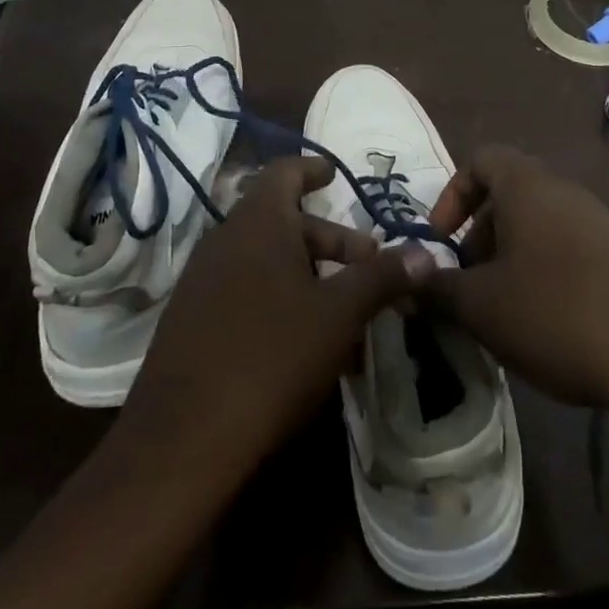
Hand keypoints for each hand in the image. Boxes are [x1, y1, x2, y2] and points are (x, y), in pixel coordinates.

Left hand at [119, 156, 430, 485]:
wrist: (183, 440)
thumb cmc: (272, 356)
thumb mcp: (339, 314)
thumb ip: (382, 277)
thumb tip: (425, 253)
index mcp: (258, 222)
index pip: (284, 171)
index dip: (312, 168)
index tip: (334, 174)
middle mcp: (225, 239)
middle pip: (283, 221)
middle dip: (329, 240)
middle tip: (367, 265)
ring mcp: (202, 280)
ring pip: (266, 260)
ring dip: (308, 275)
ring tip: (344, 310)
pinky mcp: (191, 320)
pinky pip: (245, 291)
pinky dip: (279, 300)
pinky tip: (304, 343)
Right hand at [422, 146, 608, 449]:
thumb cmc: (555, 312)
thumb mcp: (482, 306)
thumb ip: (438, 288)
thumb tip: (410, 280)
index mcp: (527, 187)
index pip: (481, 160)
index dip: (452, 195)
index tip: (441, 241)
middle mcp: (565, 191)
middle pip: (510, 196)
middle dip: (480, 236)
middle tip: (468, 284)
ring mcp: (601, 221)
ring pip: (540, 226)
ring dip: (512, 258)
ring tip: (503, 310)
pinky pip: (571, 250)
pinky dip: (547, 273)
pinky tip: (547, 323)